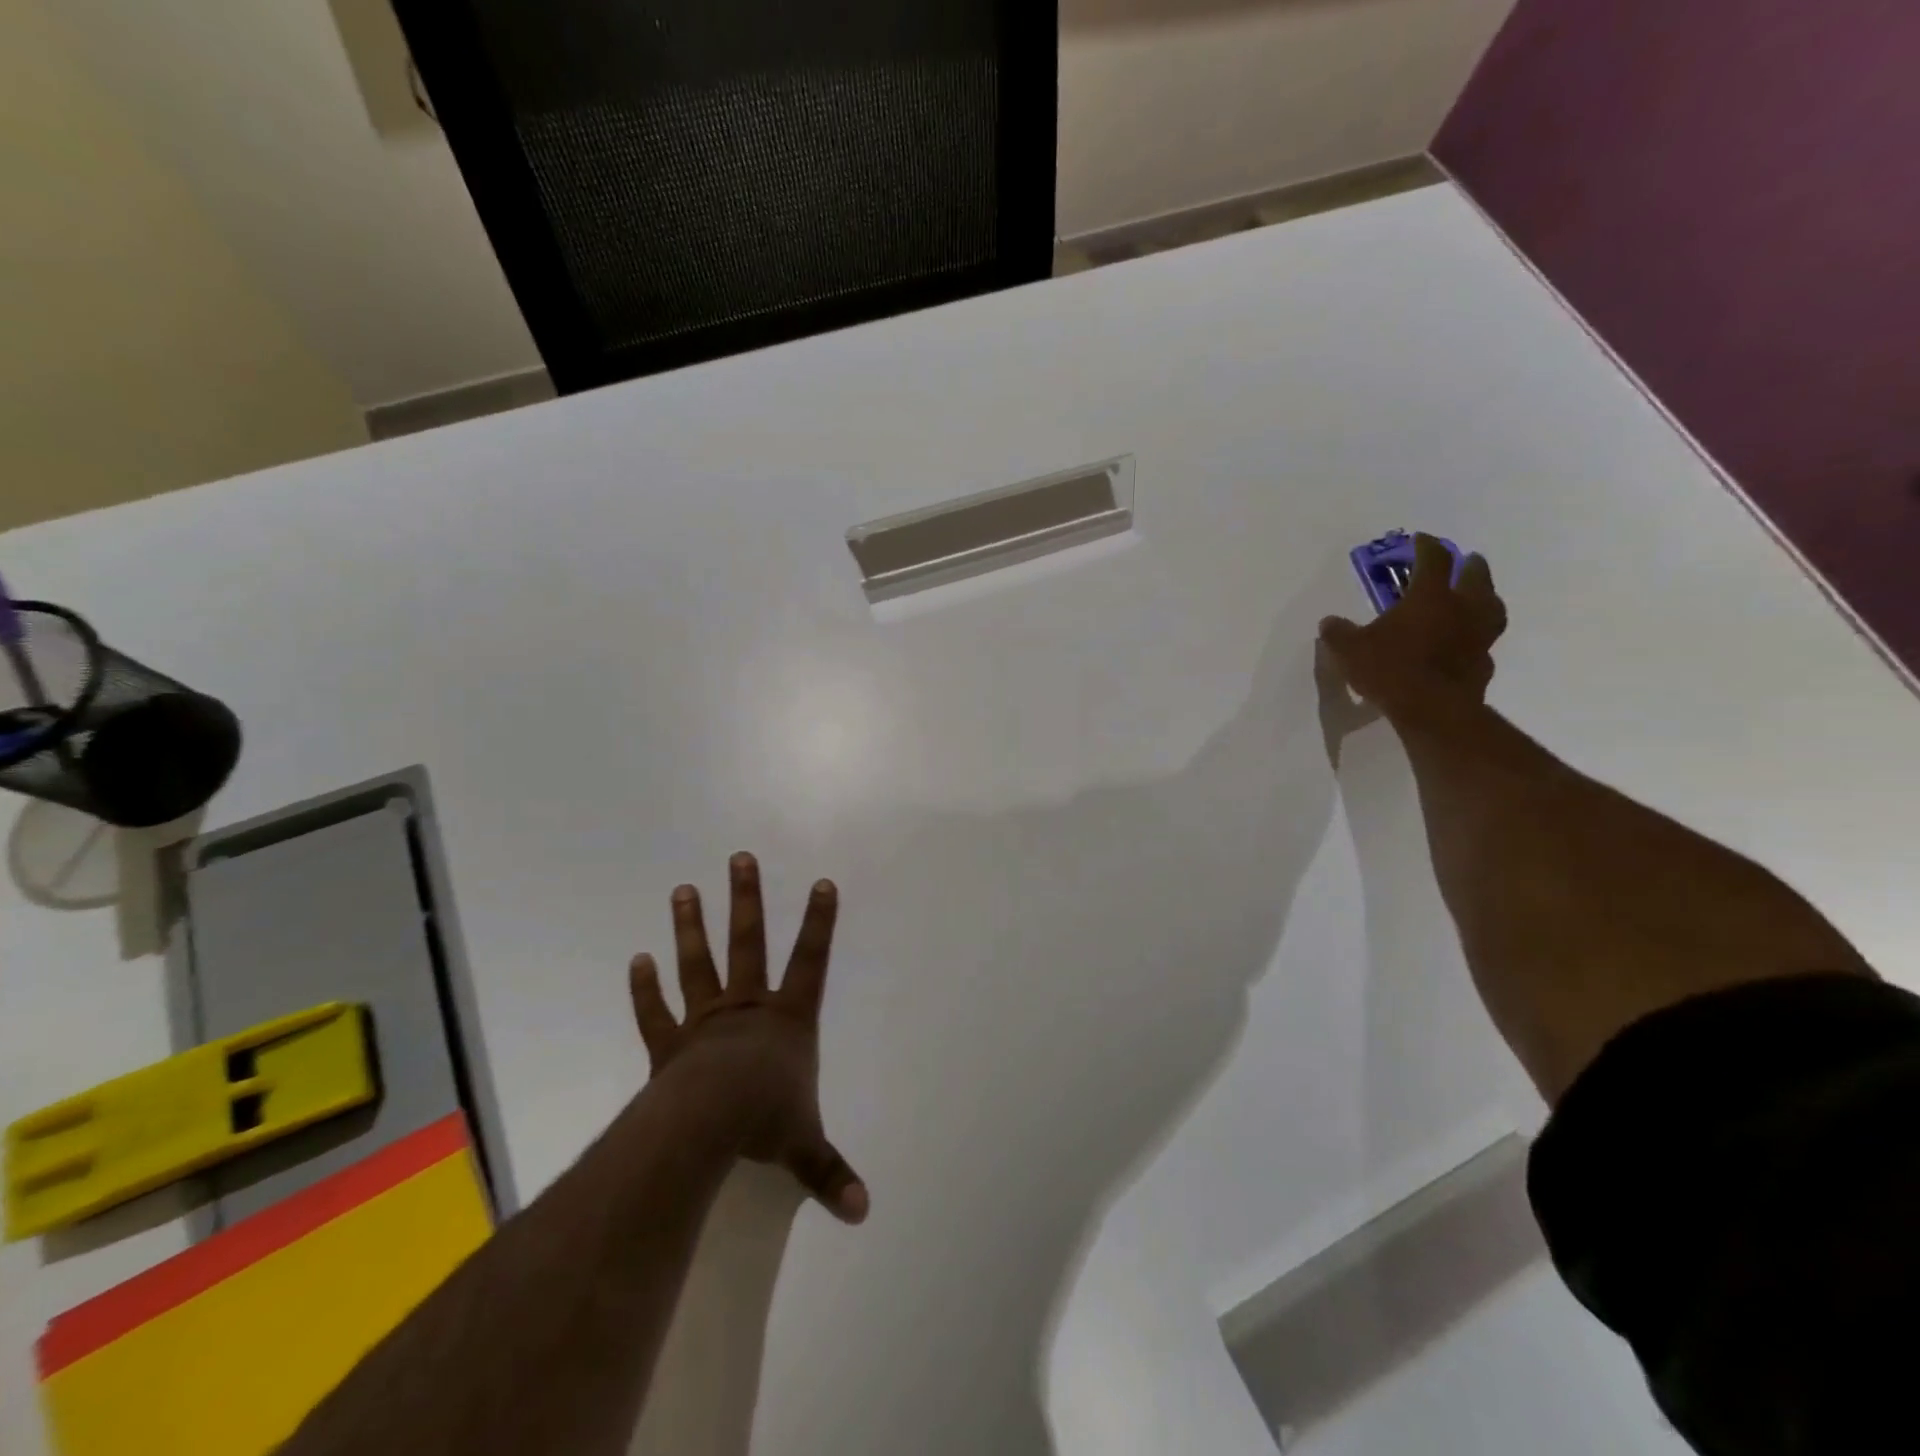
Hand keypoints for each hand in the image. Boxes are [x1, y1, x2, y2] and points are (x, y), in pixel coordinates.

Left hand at [629, 853, 868, 1223]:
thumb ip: (831, 1173)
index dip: (819, 922)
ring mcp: (706, 1020)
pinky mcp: (670, 1044)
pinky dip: (644, 988)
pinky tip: (636, 960)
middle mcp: (748, 1008)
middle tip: (739, 858)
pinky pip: (655, 1011)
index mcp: (787, 1020)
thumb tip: (864, 1212)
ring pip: (699, 963)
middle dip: (746, 899)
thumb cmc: (764, 1122)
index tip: (822, 883)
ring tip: (682, 890)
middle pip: (749, 942)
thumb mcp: (804, 1146)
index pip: (811, 961)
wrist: (706, 1125)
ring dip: (690, 926)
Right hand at [1319, 533, 1506, 720]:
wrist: (1431, 709)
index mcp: (1429, 597)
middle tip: (1468, 560)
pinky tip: (1469, 643)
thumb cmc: (1390, 669)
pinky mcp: (1484, 663)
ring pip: (1491, 607)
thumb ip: (1339, 633)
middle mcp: (1461, 609)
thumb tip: (1329, 622)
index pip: (1433, 560)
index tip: (1421, 539)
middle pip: (1475, 577)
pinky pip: (1484, 643)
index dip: (1427, 546)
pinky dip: (1478, 637)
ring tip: (1481, 596)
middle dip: (1471, 566)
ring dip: (1487, 597)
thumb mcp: (1350, 650)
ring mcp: (1477, 636)